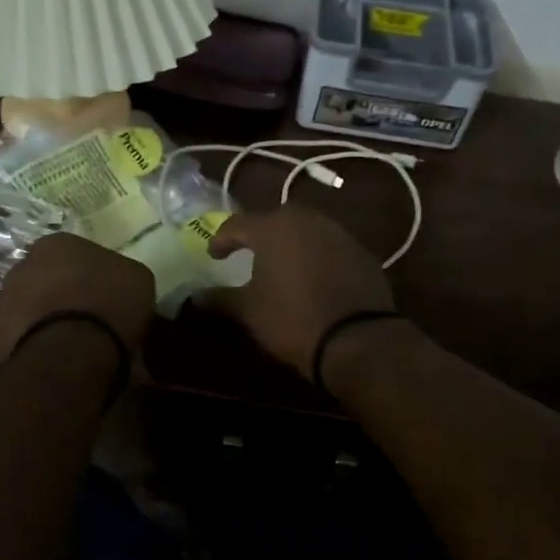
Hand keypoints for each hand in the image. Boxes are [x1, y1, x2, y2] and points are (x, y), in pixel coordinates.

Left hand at [0, 233, 154, 360]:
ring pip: (32, 308)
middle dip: (65, 296)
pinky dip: (38, 346)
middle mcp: (23, 264)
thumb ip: (121, 275)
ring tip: (73, 347)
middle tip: (89, 320)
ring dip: (47, 321)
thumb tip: (116, 285)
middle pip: (49, 279)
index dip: (92, 276)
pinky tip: (58, 361)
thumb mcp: (137, 280)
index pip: (75, 254)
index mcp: (57, 243)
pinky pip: (23, 338)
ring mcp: (4, 300)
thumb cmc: (108, 304)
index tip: (106, 297)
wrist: (69, 352)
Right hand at [208, 206, 394, 376]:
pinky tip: (314, 279)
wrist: (357, 339)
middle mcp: (307, 220)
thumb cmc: (292, 319)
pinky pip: (331, 247)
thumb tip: (196, 296)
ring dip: (292, 243)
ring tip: (282, 266)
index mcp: (273, 228)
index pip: (238, 224)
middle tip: (250, 253)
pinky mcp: (362, 253)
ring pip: (307, 230)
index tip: (214, 255)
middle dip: (261, 234)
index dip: (222, 239)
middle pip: (276, 219)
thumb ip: (220, 298)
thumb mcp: (248, 311)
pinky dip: (317, 257)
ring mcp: (339, 234)